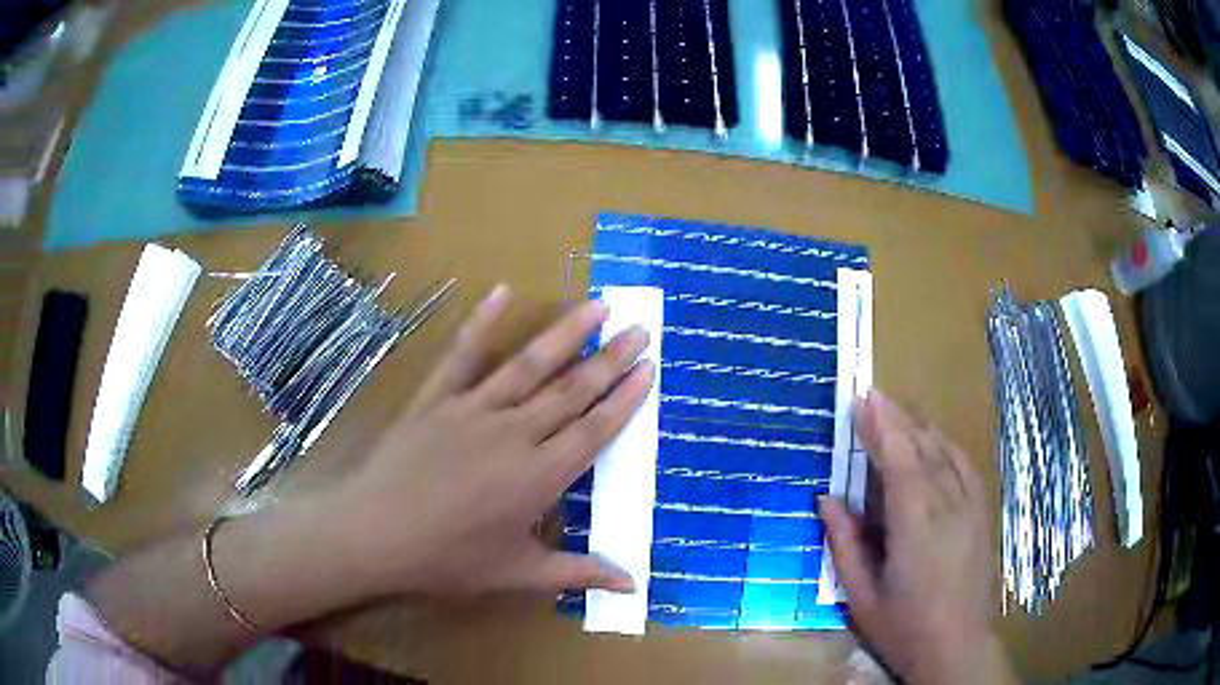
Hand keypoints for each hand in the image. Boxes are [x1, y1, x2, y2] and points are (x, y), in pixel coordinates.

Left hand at [326, 285, 654, 597]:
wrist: (375, 534)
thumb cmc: (448, 559)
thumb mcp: (517, 574)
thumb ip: (578, 573)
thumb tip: (633, 584)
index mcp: (539, 477)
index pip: (594, 430)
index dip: (625, 399)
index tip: (649, 368)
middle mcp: (514, 433)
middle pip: (571, 390)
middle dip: (610, 358)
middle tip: (639, 328)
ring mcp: (473, 410)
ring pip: (529, 366)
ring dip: (566, 333)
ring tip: (597, 305)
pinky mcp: (437, 398)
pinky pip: (462, 356)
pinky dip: (481, 322)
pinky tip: (502, 291)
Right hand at [821, 391, 1013, 684]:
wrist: (958, 646)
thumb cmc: (903, 627)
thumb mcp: (862, 596)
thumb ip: (845, 544)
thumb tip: (826, 499)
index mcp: (916, 525)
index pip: (898, 460)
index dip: (879, 427)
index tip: (860, 400)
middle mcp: (948, 506)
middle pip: (923, 448)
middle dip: (897, 418)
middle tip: (873, 394)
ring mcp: (970, 507)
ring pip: (946, 453)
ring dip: (920, 427)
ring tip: (898, 411)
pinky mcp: (982, 514)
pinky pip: (965, 467)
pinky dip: (947, 447)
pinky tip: (936, 440)